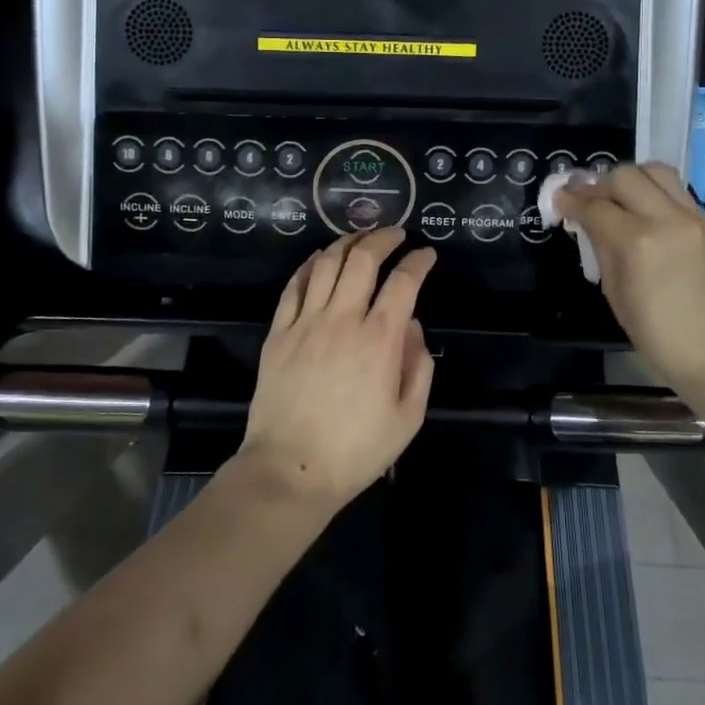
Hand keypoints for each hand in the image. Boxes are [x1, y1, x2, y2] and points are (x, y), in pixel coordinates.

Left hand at [239, 228, 437, 511]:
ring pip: (326, 264)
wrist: (290, 470)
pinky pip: (293, 286)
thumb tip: (411, 326)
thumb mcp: (408, 417)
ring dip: (346, 243)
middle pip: (363, 260)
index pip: (403, 282)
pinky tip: (319, 259)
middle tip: (395, 234)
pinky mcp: (278, 333)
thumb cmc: (356, 450)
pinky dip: (309, 265)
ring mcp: (305, 323)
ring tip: (360, 238)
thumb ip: (418, 365)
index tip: (426, 254)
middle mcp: (342, 320)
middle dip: (383, 238)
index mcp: (379, 340)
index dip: (418, 261)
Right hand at [556, 163, 704, 395]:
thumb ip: (601, 248)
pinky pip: (675, 189)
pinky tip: (642, 209)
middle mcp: (665, 219)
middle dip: (599, 185)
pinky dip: (653, 190)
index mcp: (637, 243)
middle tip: (588, 201)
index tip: (559, 201)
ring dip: (630, 179)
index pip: (596, 207)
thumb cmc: (657, 334)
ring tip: (619, 198)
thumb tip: (588, 222)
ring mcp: (691, 217)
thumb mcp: (615, 293)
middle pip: (625, 177)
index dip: (571, 201)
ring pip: (655, 171)